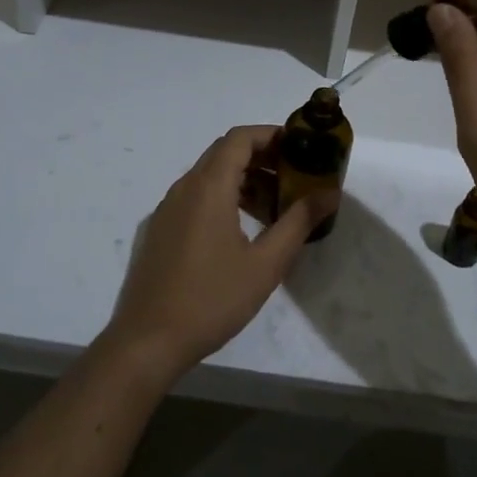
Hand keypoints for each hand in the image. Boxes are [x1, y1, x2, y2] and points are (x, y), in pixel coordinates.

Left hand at [105, 125, 337, 382]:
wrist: (147, 341)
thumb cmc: (211, 300)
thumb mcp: (265, 264)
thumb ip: (298, 222)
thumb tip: (330, 194)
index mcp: (208, 187)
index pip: (240, 138)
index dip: (271, 135)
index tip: (300, 147)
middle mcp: (184, 188)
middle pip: (225, 152)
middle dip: (262, 156)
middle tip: (294, 175)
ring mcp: (167, 209)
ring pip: (209, 176)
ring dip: (243, 179)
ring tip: (275, 205)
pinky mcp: (160, 230)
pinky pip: (195, 197)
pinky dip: (223, 196)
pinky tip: (241, 230)